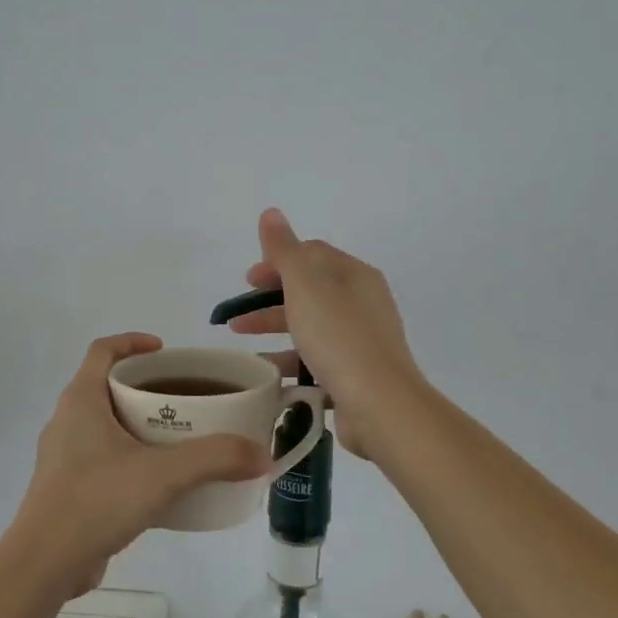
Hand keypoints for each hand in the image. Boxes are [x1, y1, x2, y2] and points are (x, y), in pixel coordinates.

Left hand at [10, 333, 269, 594]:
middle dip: (144, 386)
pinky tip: (158, 481)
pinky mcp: (67, 487)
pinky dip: (129, 456)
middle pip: (106, 385)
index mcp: (81, 400)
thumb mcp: (163, 474)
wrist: (44, 564)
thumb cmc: (96, 501)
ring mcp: (63, 455)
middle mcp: (67, 420)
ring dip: (137, 423)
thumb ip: (214, 459)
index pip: (102, 350)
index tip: (165, 350)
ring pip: (105, 424)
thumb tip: (261, 454)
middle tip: (183, 397)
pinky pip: (102, 457)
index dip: (132, 341)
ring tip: (177, 437)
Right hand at [226, 209, 426, 461]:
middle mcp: (362, 304)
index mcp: (355, 276)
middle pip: (309, 292)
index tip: (247, 281)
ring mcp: (361, 341)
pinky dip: (289, 363)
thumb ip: (284, 250)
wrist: (380, 405)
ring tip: (242, 347)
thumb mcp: (306, 286)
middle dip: (269, 301)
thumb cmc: (339, 337)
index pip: (312, 255)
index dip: (276, 262)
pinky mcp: (356, 375)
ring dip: (275, 332)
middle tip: (237, 316)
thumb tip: (271, 213)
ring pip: (310, 328)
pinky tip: (266, 376)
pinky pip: (316, 362)